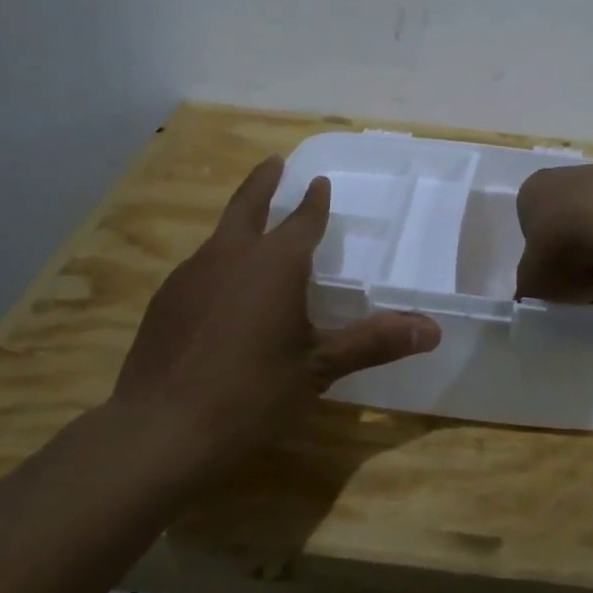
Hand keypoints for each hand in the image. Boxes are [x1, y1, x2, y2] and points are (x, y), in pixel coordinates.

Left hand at [111, 157, 439, 483]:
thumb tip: (432, 330)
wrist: (160, 430)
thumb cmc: (251, 393)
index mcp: (275, 263)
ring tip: (252, 228)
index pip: (302, 220)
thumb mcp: (318, 368)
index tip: (319, 183)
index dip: (314, 201)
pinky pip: (200, 267)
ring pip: (221, 235)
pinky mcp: (165, 300)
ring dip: (240, 223)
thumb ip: (373, 342)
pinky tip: (220, 290)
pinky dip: (218, 263)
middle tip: (274, 162)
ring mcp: (191, 274)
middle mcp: (231, 255)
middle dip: (264, 181)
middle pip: (248, 205)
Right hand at [514, 164, 592, 305]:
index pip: (535, 228)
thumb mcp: (534, 285)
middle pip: (574, 226)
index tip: (562, 284)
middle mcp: (570, 176)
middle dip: (584, 260)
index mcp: (534, 191)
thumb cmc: (566, 251)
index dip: (547, 260)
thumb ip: (530, 289)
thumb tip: (533, 295)